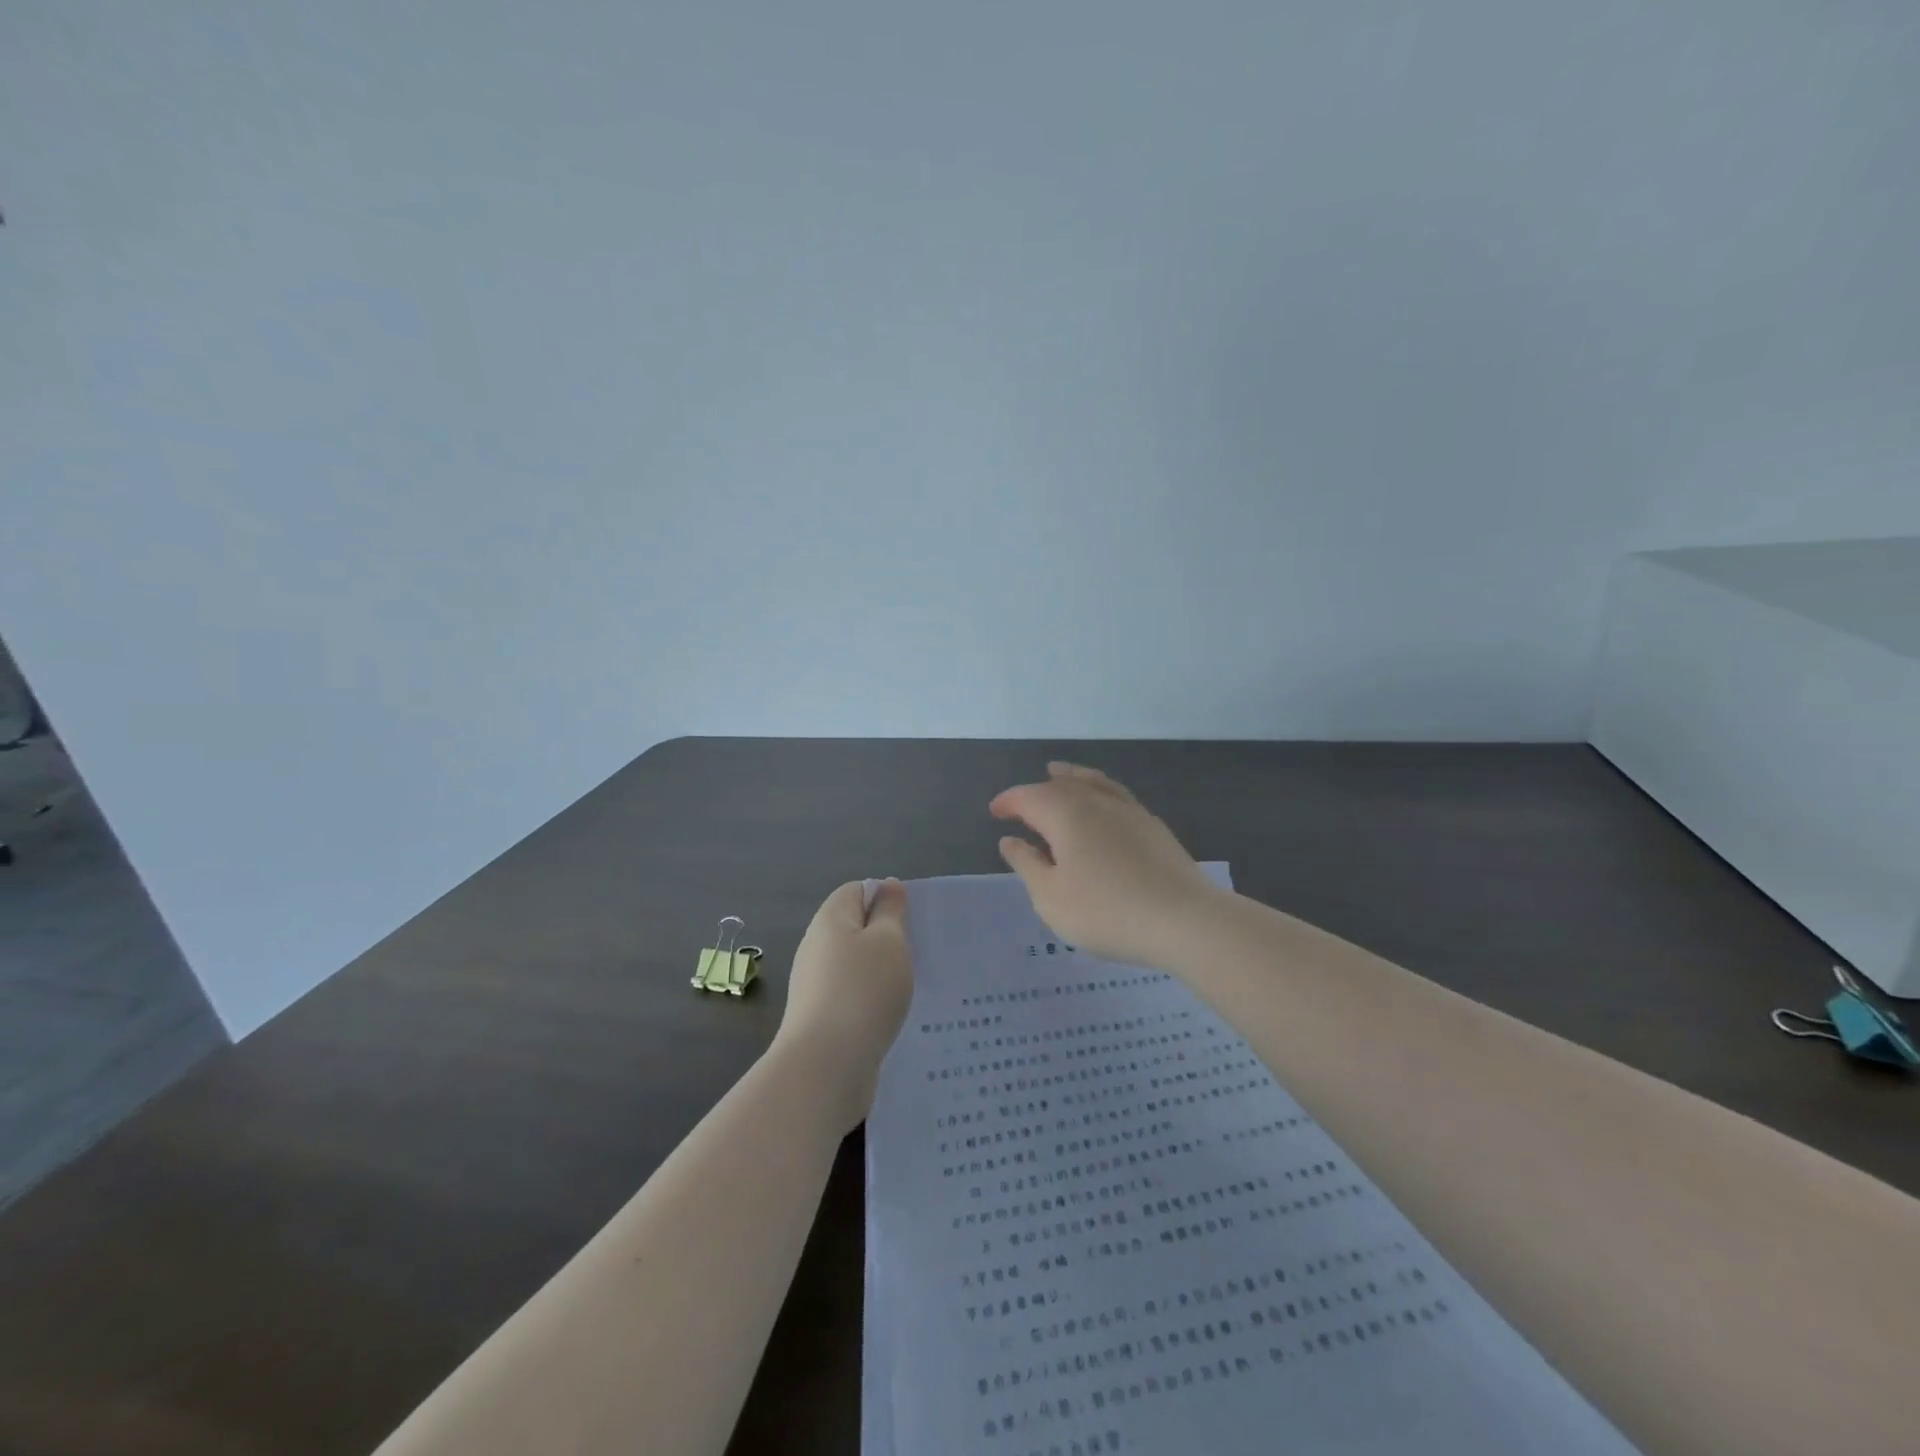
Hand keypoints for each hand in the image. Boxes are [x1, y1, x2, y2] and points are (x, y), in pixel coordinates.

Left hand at [774, 878, 914, 1133]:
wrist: (826, 1068)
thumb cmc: (863, 990)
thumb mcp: (888, 941)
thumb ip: (890, 910)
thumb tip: (886, 885)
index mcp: (830, 919)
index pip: (857, 891)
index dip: (885, 897)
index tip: (914, 919)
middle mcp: (817, 947)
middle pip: (856, 928)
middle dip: (888, 937)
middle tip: (922, 951)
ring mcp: (817, 985)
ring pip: (857, 966)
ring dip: (883, 973)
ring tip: (915, 985)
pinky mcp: (823, 1019)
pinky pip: (853, 997)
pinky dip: (873, 1001)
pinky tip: (894, 1016)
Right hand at [992, 762, 1225, 970]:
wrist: (1184, 920)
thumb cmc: (1106, 912)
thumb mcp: (1051, 897)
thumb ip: (1027, 865)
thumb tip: (1010, 840)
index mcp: (1065, 814)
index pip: (1028, 797)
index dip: (1008, 802)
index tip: (995, 814)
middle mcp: (1096, 802)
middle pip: (1060, 786)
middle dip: (1036, 791)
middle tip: (1020, 805)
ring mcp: (1129, 811)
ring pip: (1093, 783)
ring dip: (1071, 777)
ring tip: (1059, 773)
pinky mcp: (1153, 826)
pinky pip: (1116, 794)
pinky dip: (1099, 789)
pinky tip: (1102, 803)